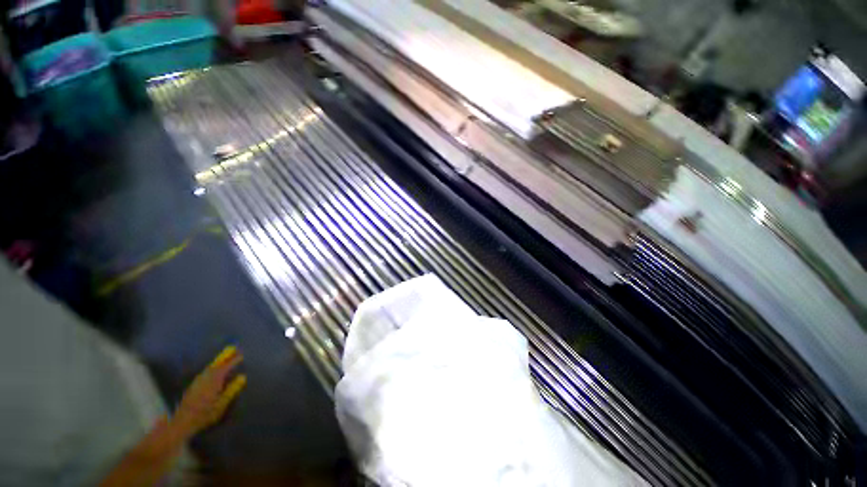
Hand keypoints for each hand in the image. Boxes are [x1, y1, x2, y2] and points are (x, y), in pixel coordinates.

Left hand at [171, 346, 246, 438]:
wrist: (183, 422)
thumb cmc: (205, 414)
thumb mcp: (222, 404)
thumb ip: (232, 390)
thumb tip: (242, 377)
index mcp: (214, 381)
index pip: (226, 367)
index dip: (234, 361)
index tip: (241, 355)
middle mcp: (205, 378)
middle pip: (217, 364)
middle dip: (225, 357)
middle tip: (234, 351)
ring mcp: (198, 381)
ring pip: (209, 368)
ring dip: (218, 362)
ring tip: (225, 359)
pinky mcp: (193, 386)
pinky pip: (204, 372)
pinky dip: (211, 368)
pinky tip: (212, 371)